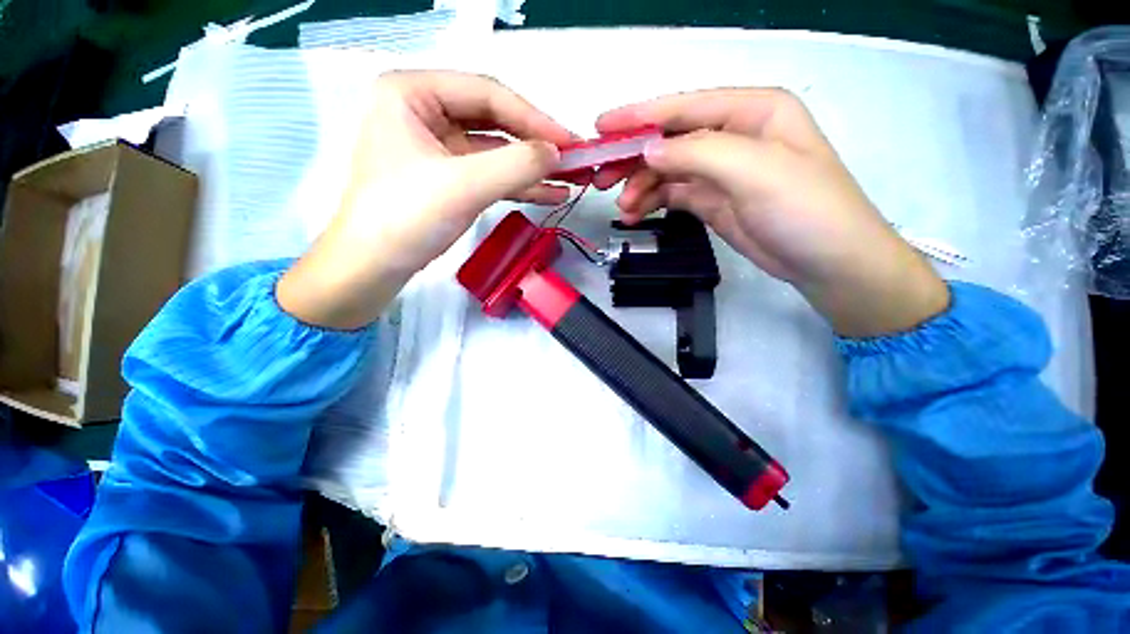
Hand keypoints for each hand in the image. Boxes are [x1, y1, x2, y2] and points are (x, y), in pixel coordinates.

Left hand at [277, 71, 575, 329]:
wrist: (373, 267)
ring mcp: (436, 146)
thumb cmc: (407, 218)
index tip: (570, 142)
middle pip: (494, 120)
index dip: (534, 118)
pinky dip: (518, 184)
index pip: (487, 94)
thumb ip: (516, 164)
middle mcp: (423, 111)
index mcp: (412, 92)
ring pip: (495, 150)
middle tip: (574, 160)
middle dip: (535, 144)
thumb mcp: (465, 186)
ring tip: (570, 181)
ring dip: (531, 168)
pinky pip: (488, 173)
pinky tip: (548, 193)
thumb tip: (558, 153)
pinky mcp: (446, 177)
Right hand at [593, 88, 948, 336]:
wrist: (826, 262)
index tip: (600, 127)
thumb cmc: (803, 209)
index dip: (640, 116)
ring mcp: (721, 171)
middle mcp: (733, 136)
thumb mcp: (754, 171)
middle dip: (634, 157)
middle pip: (671, 140)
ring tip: (623, 208)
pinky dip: (652, 202)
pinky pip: (673, 194)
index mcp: (751, 111)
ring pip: (667, 170)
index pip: (684, 107)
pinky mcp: (713, 200)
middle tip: (601, 177)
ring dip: (641, 186)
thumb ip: (697, 153)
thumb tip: (648, 151)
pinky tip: (636, 214)